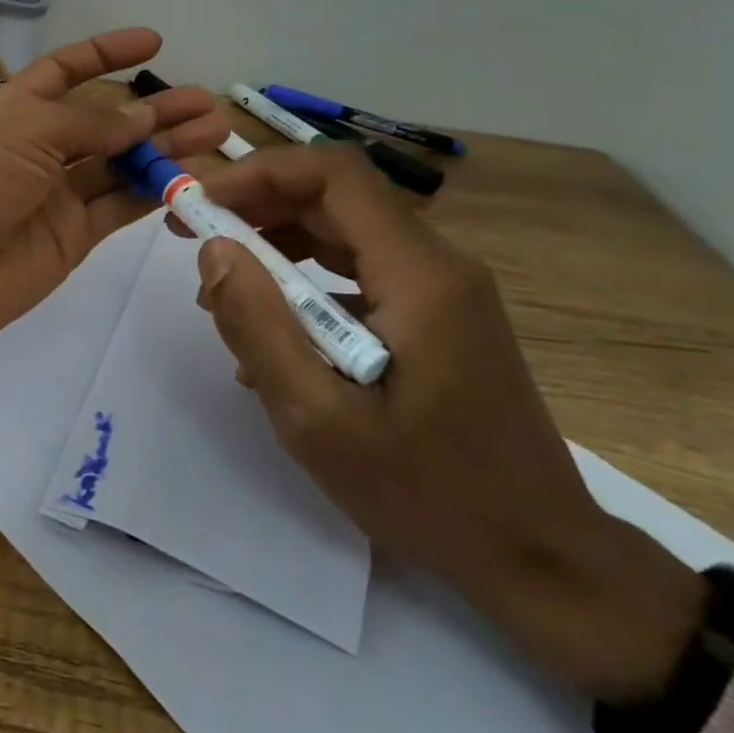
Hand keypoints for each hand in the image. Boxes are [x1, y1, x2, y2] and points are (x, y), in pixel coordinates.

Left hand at [0, 28, 227, 362]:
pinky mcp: (72, 238)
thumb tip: (141, 118)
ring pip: (121, 164)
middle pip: (104, 121)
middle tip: (204, 102)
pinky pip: (120, 206)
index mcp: (14, 111)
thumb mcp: (25, 130)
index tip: (152, 42)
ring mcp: (56, 195)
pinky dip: (154, 192)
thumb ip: (90, 123)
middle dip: (152, 109)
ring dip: (165, 148)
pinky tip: (191, 176)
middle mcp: (37, 149)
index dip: (105, 54)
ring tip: (213, 131)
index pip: (64, 71)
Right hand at [192, 143, 706, 702]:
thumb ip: (258, 327)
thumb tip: (214, 250)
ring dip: (276, 243)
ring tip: (222, 287)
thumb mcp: (319, 420)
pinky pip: (359, 273)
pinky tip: (273, 333)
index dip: (258, 173)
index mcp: (418, 276)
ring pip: (344, 232)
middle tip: (192, 236)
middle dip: (256, 205)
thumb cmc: (429, 494)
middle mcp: (437, 265)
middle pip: (335, 197)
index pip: (333, 174)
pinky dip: (305, 281)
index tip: (201, 205)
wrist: (541, 559)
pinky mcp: (436, 318)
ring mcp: (442, 291)